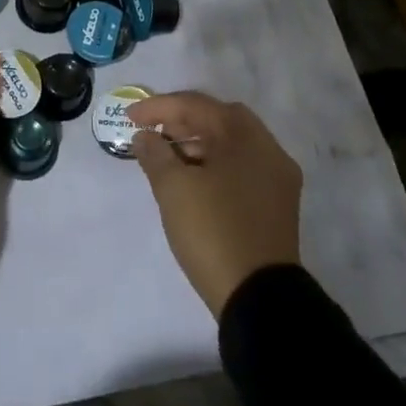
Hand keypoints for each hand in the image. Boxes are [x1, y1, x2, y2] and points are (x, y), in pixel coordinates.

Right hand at [128, 92, 302, 319]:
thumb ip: (155, 153)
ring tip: (165, 157)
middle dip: (181, 121)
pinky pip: (239, 168)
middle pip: (218, 120)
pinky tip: (190, 180)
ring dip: (196, 144)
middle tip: (152, 132)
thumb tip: (145, 136)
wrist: (258, 300)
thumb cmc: (213, 231)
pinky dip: (212, 165)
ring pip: (230, 145)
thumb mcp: (173, 188)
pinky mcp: (275, 206)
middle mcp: (268, 150)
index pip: (197, 106)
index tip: (129, 118)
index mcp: (246, 136)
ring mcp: (276, 179)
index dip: (159, 108)